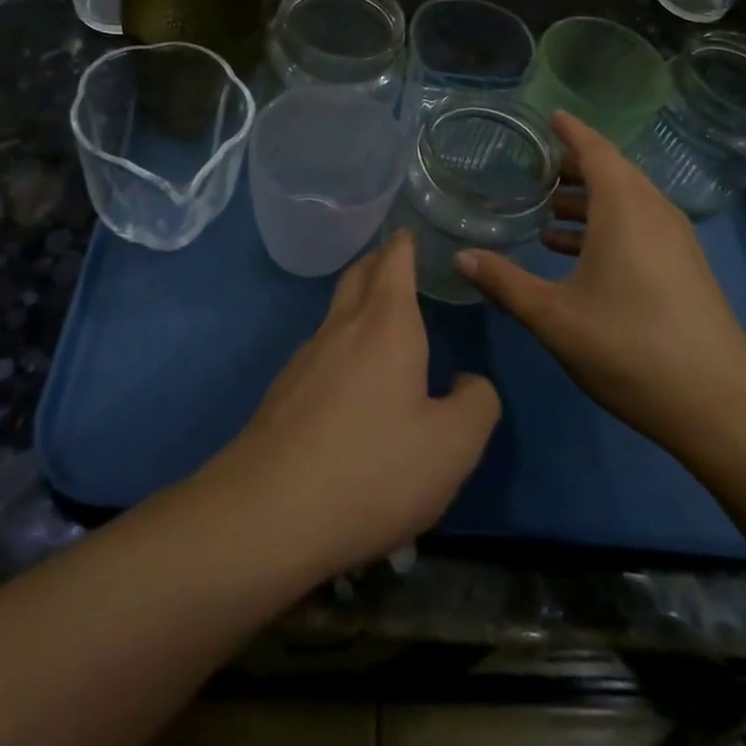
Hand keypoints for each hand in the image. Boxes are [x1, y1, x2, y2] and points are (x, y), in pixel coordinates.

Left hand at [216, 232, 499, 579]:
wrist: (268, 513)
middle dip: (377, 262)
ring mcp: (305, 359)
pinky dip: (341, 347)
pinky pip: (320, 352)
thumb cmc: (373, 469)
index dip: (403, 244)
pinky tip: (350, 384)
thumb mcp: (453, 446)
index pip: (393, 263)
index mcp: (386, 326)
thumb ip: (477, 404)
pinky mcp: (282, 393)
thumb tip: (468, 382)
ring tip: (380, 322)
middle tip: (394, 261)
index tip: (408, 232)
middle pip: (357, 276)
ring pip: (335, 314)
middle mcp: (342, 329)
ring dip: (357, 304)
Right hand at [453, 111, 745, 457]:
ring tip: (548, 215)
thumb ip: (505, 283)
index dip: (571, 131)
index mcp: (625, 209)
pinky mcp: (686, 268)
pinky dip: (608, 226)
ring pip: (628, 202)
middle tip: (535, 170)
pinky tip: (578, 257)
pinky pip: (641, 226)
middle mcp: (655, 213)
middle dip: (575, 167)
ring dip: (590, 201)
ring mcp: (677, 241)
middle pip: (614, 172)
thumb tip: (460, 257)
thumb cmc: (629, 348)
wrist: (720, 406)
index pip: (596, 150)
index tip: (548, 117)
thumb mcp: (554, 316)